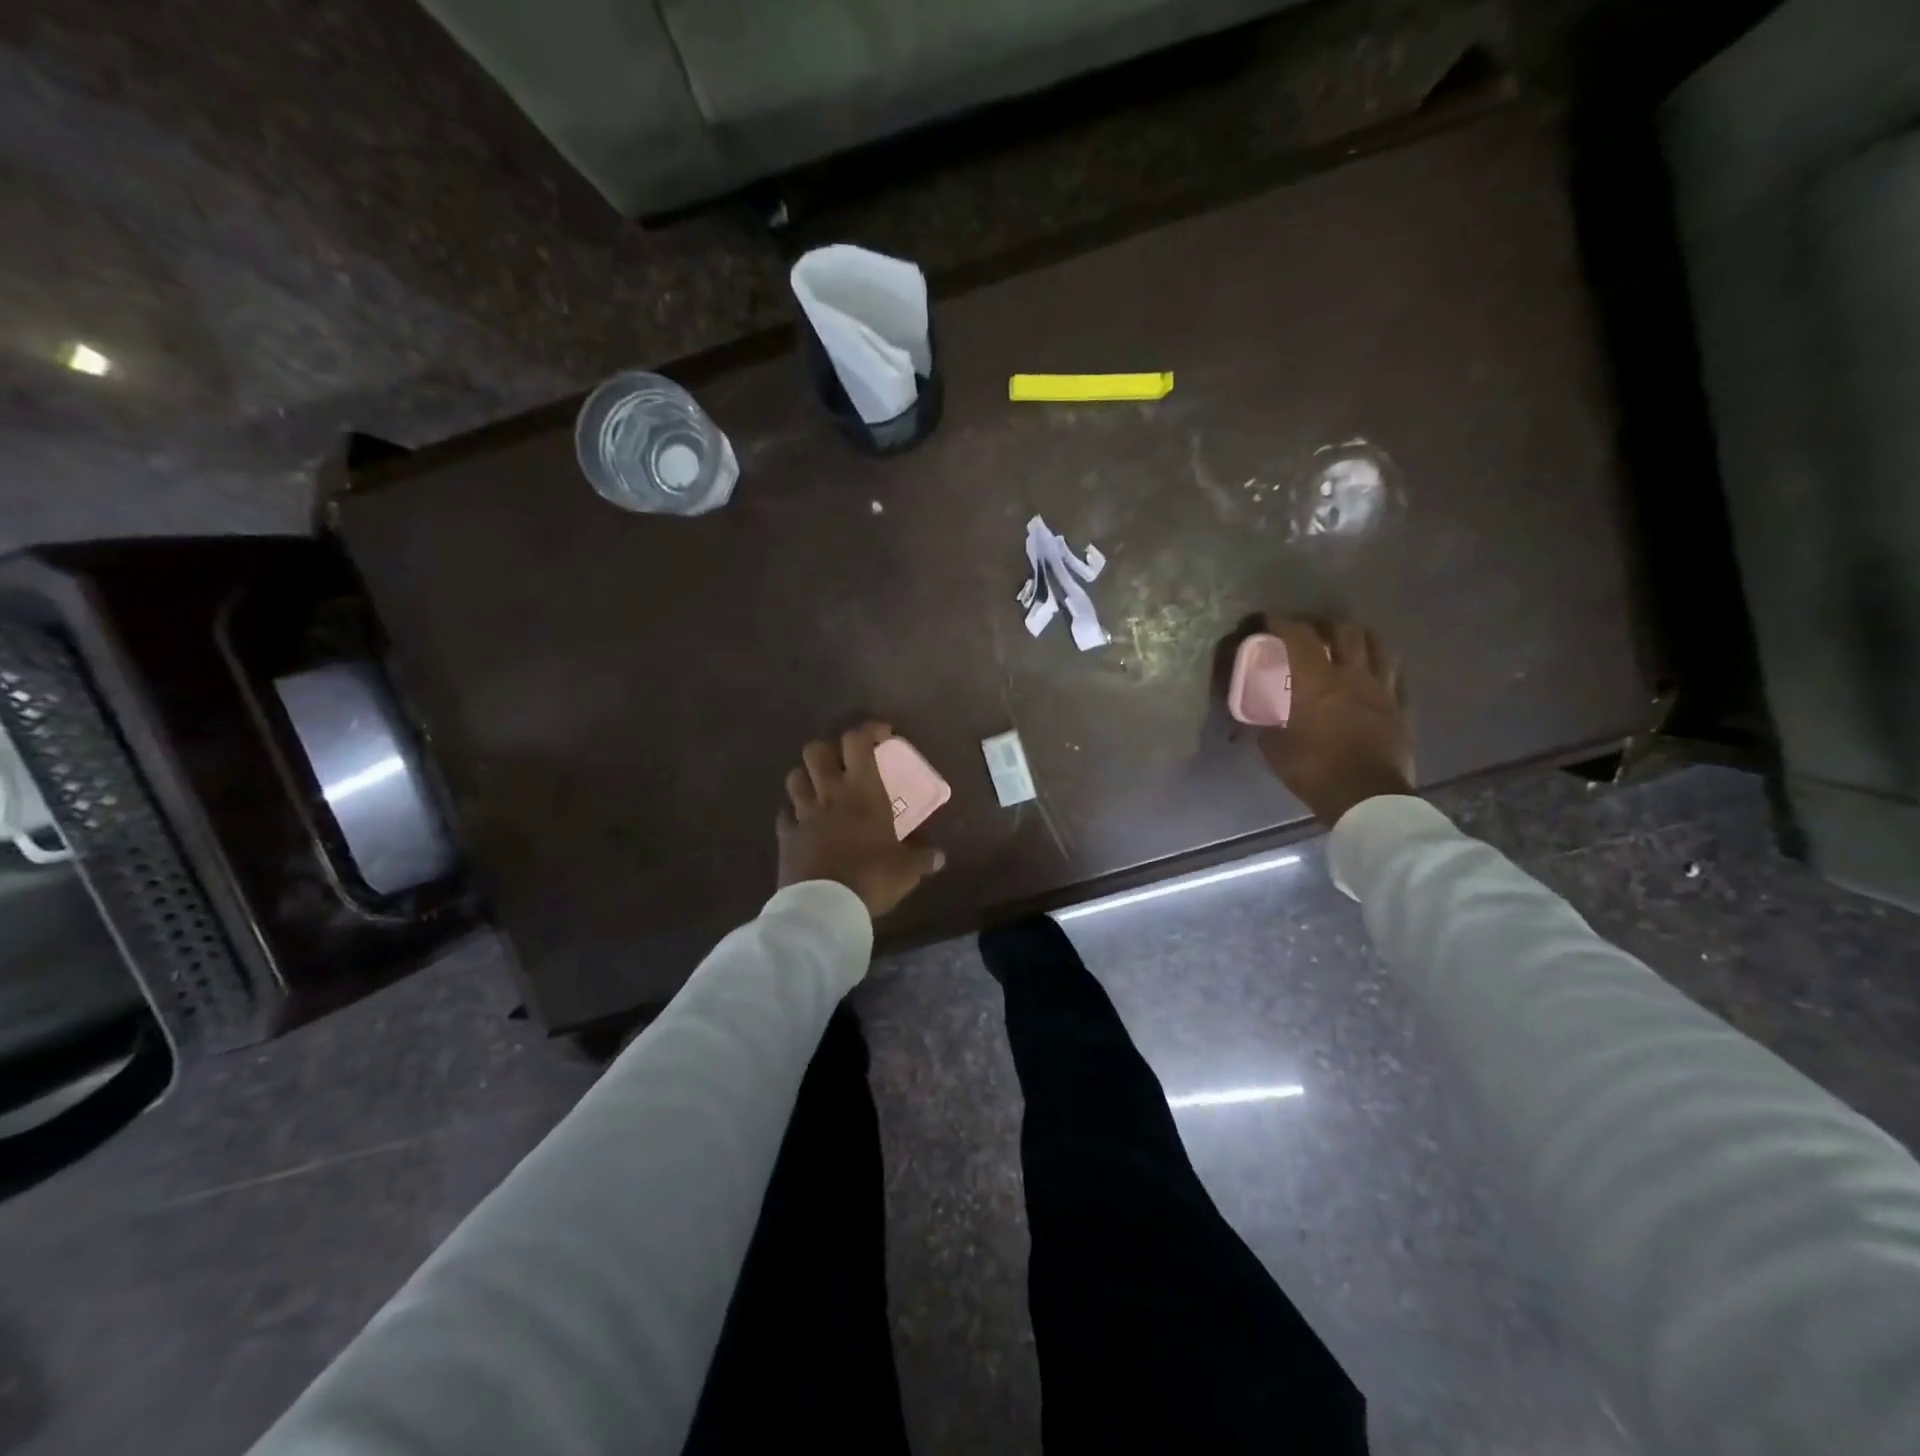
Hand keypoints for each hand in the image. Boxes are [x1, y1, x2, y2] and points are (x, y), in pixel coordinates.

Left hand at [777, 722, 944, 916]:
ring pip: (795, 777)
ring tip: (821, 788)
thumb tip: (939, 857)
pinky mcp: (786, 837)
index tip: (883, 734)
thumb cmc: (871, 878)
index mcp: (862, 792)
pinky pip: (786, 814)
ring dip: (807, 776)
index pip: (858, 742)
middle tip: (845, 762)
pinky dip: (794, 813)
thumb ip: (922, 858)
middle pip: (815, 750)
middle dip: (829, 749)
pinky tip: (805, 822)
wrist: (824, 908)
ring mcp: (803, 814)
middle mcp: (829, 794)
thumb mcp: (906, 870)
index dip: (868, 729)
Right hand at [1256, 619, 1414, 825]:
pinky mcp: (1401, 707)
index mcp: (1316, 682)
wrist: (1367, 799)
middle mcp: (1352, 676)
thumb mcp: (1275, 749)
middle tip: (1311, 632)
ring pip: (1378, 645)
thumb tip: (1260, 719)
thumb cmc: (1314, 771)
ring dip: (1360, 637)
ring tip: (1347, 642)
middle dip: (1325, 625)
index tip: (1269, 622)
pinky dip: (1382, 664)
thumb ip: (1268, 724)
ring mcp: (1382, 690)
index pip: (1299, 637)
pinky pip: (1396, 674)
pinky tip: (1374, 670)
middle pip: (1345, 631)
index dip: (1282, 623)